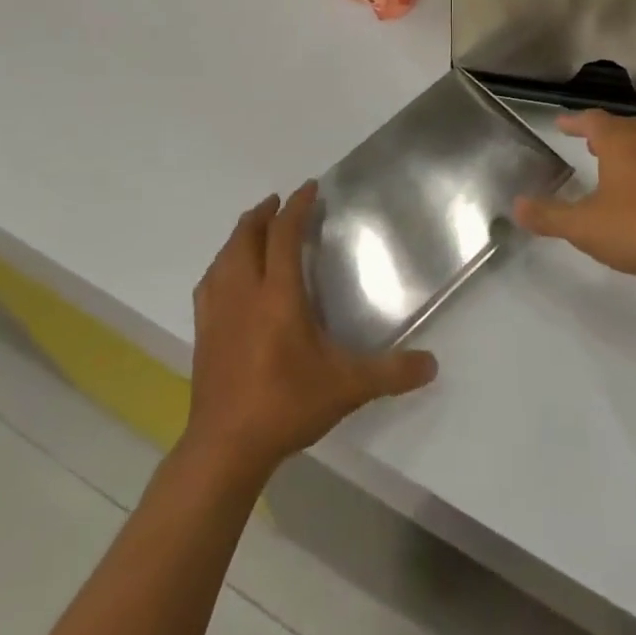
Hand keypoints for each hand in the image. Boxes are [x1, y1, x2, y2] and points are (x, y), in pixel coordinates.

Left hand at [184, 182, 437, 476]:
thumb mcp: (347, 387)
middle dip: (264, 213)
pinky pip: (209, 282)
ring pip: (225, 256)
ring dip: (241, 234)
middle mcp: (245, 292)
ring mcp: (218, 311)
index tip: (310, 188)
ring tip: (254, 228)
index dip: (297, 207)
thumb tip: (433, 364)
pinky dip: (221, 265)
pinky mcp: (203, 331)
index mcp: (278, 294)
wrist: (226, 447)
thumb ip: (390, 373)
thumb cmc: (286, 405)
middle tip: (279, 202)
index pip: (284, 234)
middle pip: (247, 236)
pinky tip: (226, 274)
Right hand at [515, 110, 635, 282]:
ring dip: (628, 148)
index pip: (592, 120)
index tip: (561, 124)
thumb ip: (550, 216)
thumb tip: (517, 205)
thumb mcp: (586, 227)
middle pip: (623, 126)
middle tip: (587, 142)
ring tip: (615, 164)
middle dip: (602, 132)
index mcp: (620, 143)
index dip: (575, 122)